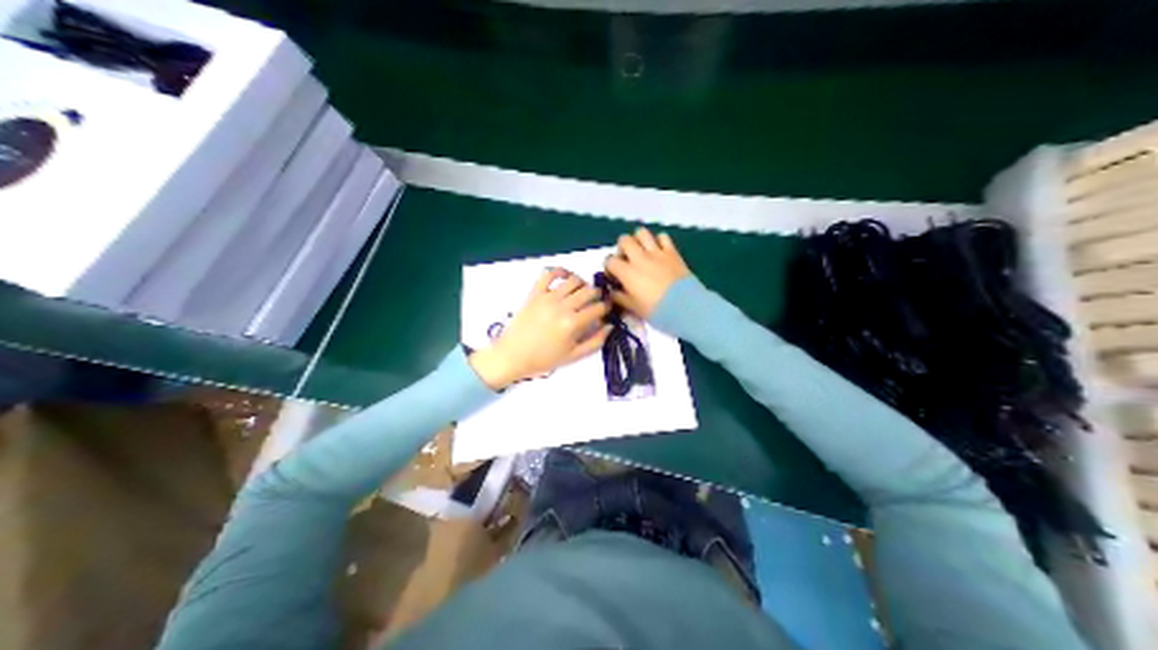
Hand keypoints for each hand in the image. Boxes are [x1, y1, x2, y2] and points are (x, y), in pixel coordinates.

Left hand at [471, 268, 615, 387]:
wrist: (512, 356)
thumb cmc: (544, 359)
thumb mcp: (573, 356)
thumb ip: (595, 341)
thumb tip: (610, 326)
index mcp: (573, 324)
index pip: (598, 308)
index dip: (606, 308)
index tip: (606, 310)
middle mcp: (562, 306)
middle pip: (588, 291)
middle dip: (597, 295)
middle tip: (596, 301)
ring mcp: (547, 297)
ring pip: (573, 281)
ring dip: (582, 283)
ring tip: (582, 291)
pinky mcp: (535, 293)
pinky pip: (549, 274)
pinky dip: (560, 271)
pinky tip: (565, 276)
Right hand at [606, 228, 685, 316]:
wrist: (685, 306)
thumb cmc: (657, 310)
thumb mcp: (634, 308)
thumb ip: (620, 297)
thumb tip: (613, 292)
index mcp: (627, 272)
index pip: (610, 260)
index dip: (609, 267)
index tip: (614, 276)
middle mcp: (639, 258)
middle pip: (624, 240)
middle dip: (622, 248)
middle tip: (627, 260)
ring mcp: (656, 252)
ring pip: (642, 233)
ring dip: (638, 240)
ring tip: (641, 251)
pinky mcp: (672, 252)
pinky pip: (662, 236)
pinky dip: (658, 240)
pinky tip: (659, 251)